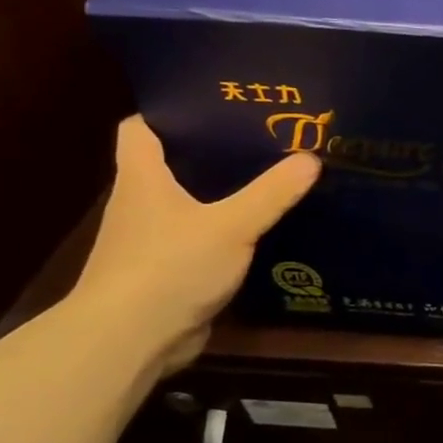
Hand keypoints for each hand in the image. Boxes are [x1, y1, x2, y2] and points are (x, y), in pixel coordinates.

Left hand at [69, 115, 320, 373]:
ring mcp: (150, 241)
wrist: (131, 338)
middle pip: (168, 165)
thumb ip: (271, 193)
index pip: (139, 128)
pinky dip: (222, 233)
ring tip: (267, 180)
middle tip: (259, 140)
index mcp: (142, 179)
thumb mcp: (232, 225)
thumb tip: (311, 157)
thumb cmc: (170, 266)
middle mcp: (140, 204)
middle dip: (209, 152)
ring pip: (186, 204)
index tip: (213, 104)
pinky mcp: (165, 272)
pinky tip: (257, 232)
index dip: (169, 112)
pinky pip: (198, 240)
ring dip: (219, 195)